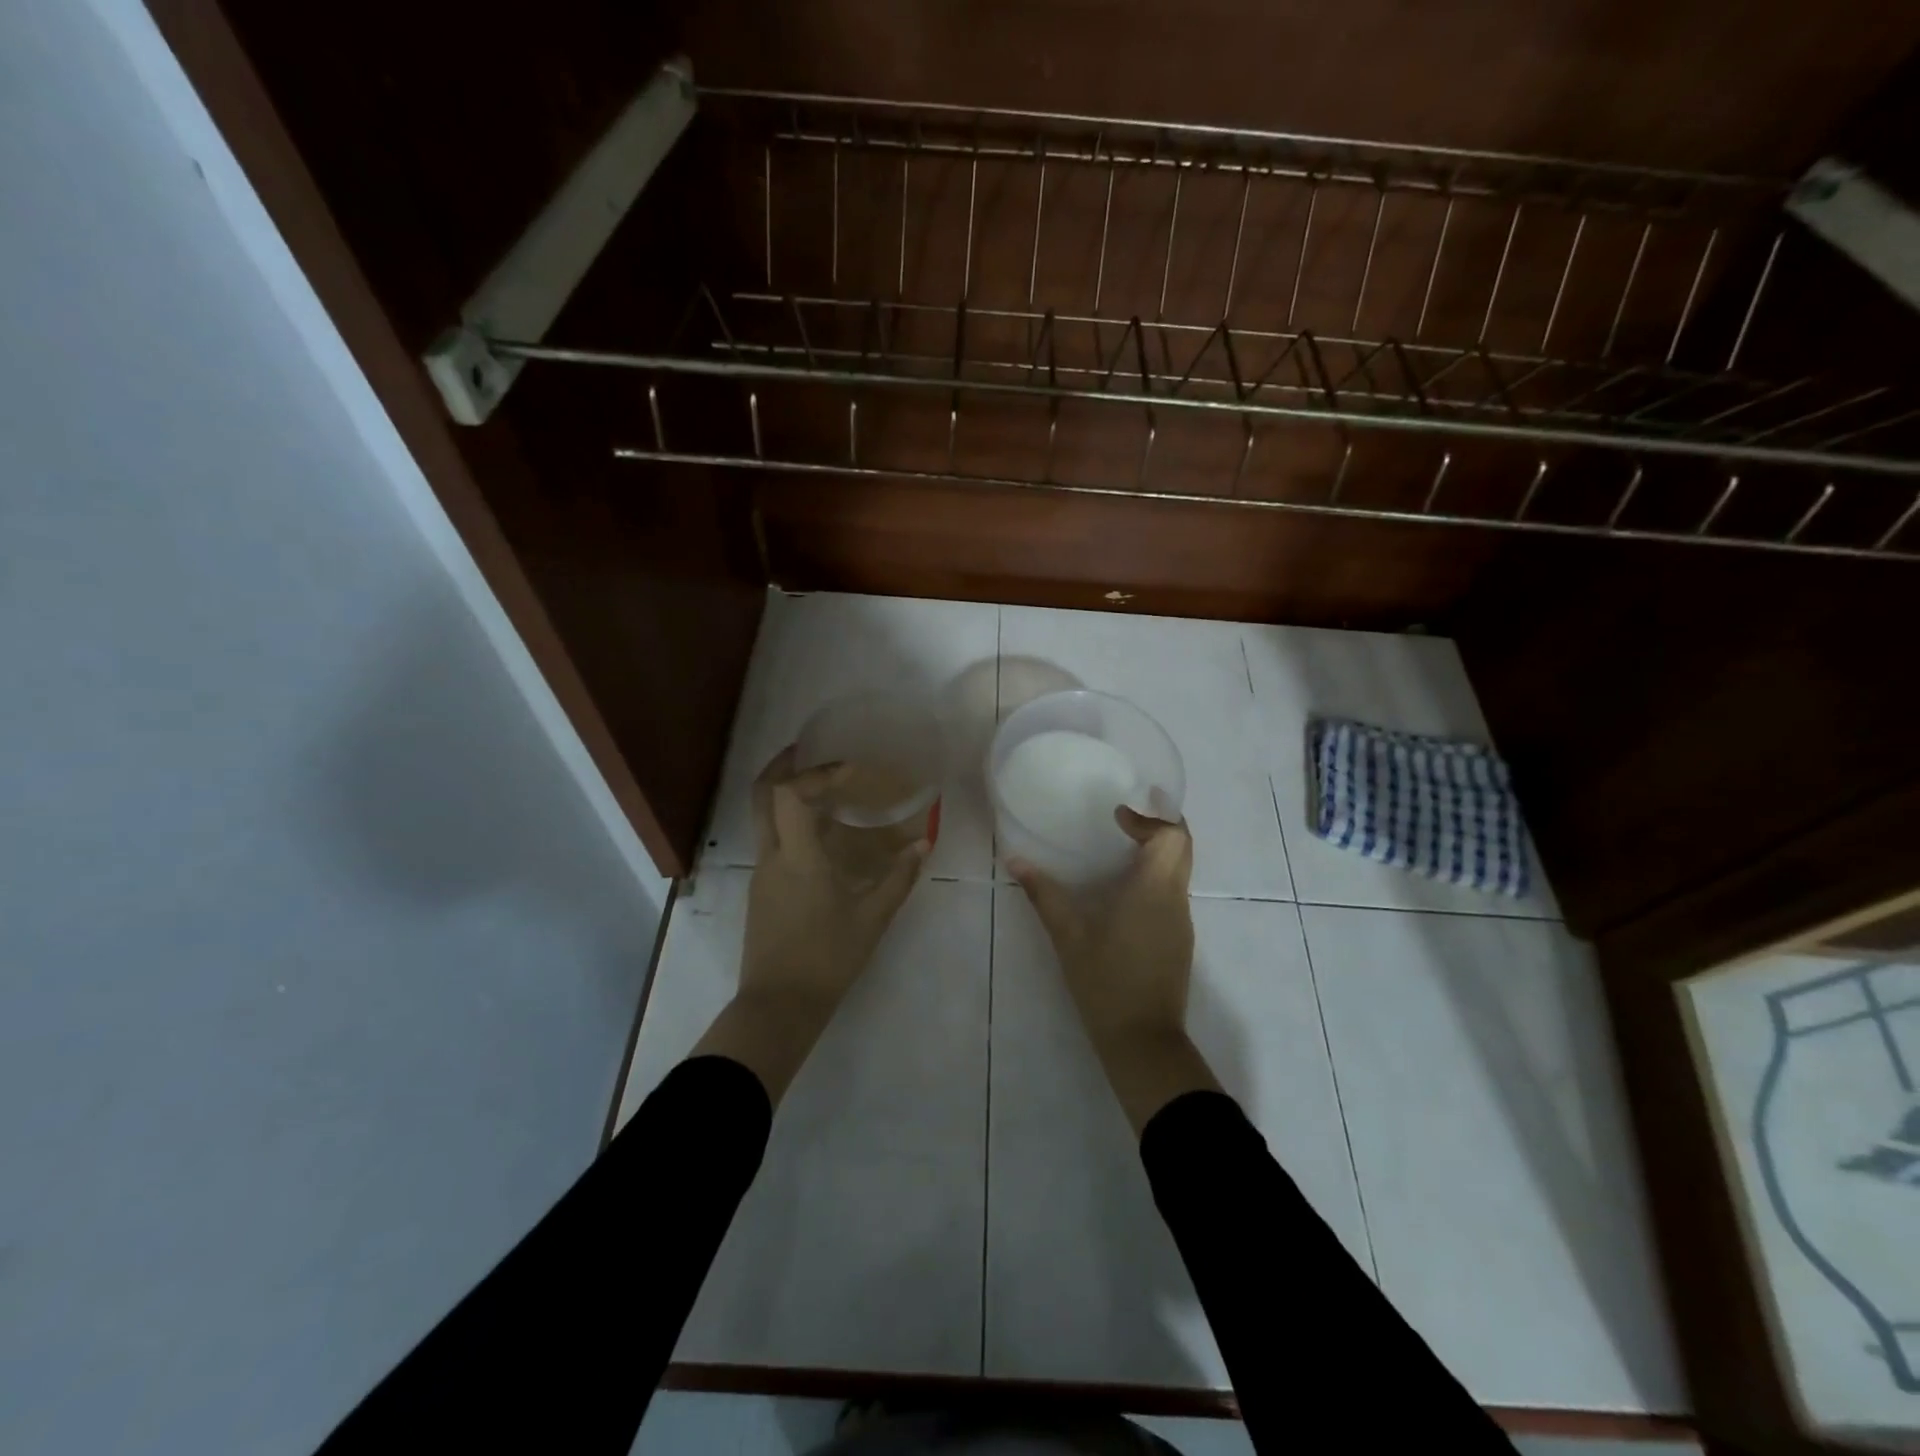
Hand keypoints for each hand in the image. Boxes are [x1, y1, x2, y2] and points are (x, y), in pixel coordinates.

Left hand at [694, 746, 930, 1102]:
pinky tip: (819, 834)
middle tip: (807, 749)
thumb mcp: (872, 919)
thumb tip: (923, 844)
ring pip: (763, 818)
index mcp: (797, 856)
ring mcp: (761, 874)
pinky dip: (789, 822)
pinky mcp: (761, 892)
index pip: (789, 793)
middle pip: (761, 795)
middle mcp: (772, 856)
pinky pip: (771, 841)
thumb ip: (898, 878)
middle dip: (782, 766)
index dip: (817, 773)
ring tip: (821, 787)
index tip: (849, 770)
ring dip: (785, 794)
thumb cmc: (827, 959)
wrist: (778, 1007)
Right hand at [1011, 808, 1220, 1132]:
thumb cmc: (1105, 981)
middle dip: (1159, 826)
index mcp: (1154, 889)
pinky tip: (1124, 892)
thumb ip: (1044, 894)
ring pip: (1180, 870)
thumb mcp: (1068, 935)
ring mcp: (1181, 921)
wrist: (1142, 1040)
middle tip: (1124, 820)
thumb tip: (1014, 860)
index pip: (1173, 835)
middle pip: (1183, 847)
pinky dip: (1155, 877)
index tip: (1118, 816)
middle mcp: (1175, 899)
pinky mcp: (1179, 940)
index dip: (1150, 818)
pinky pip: (1172, 893)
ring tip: (1119, 850)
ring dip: (1157, 852)